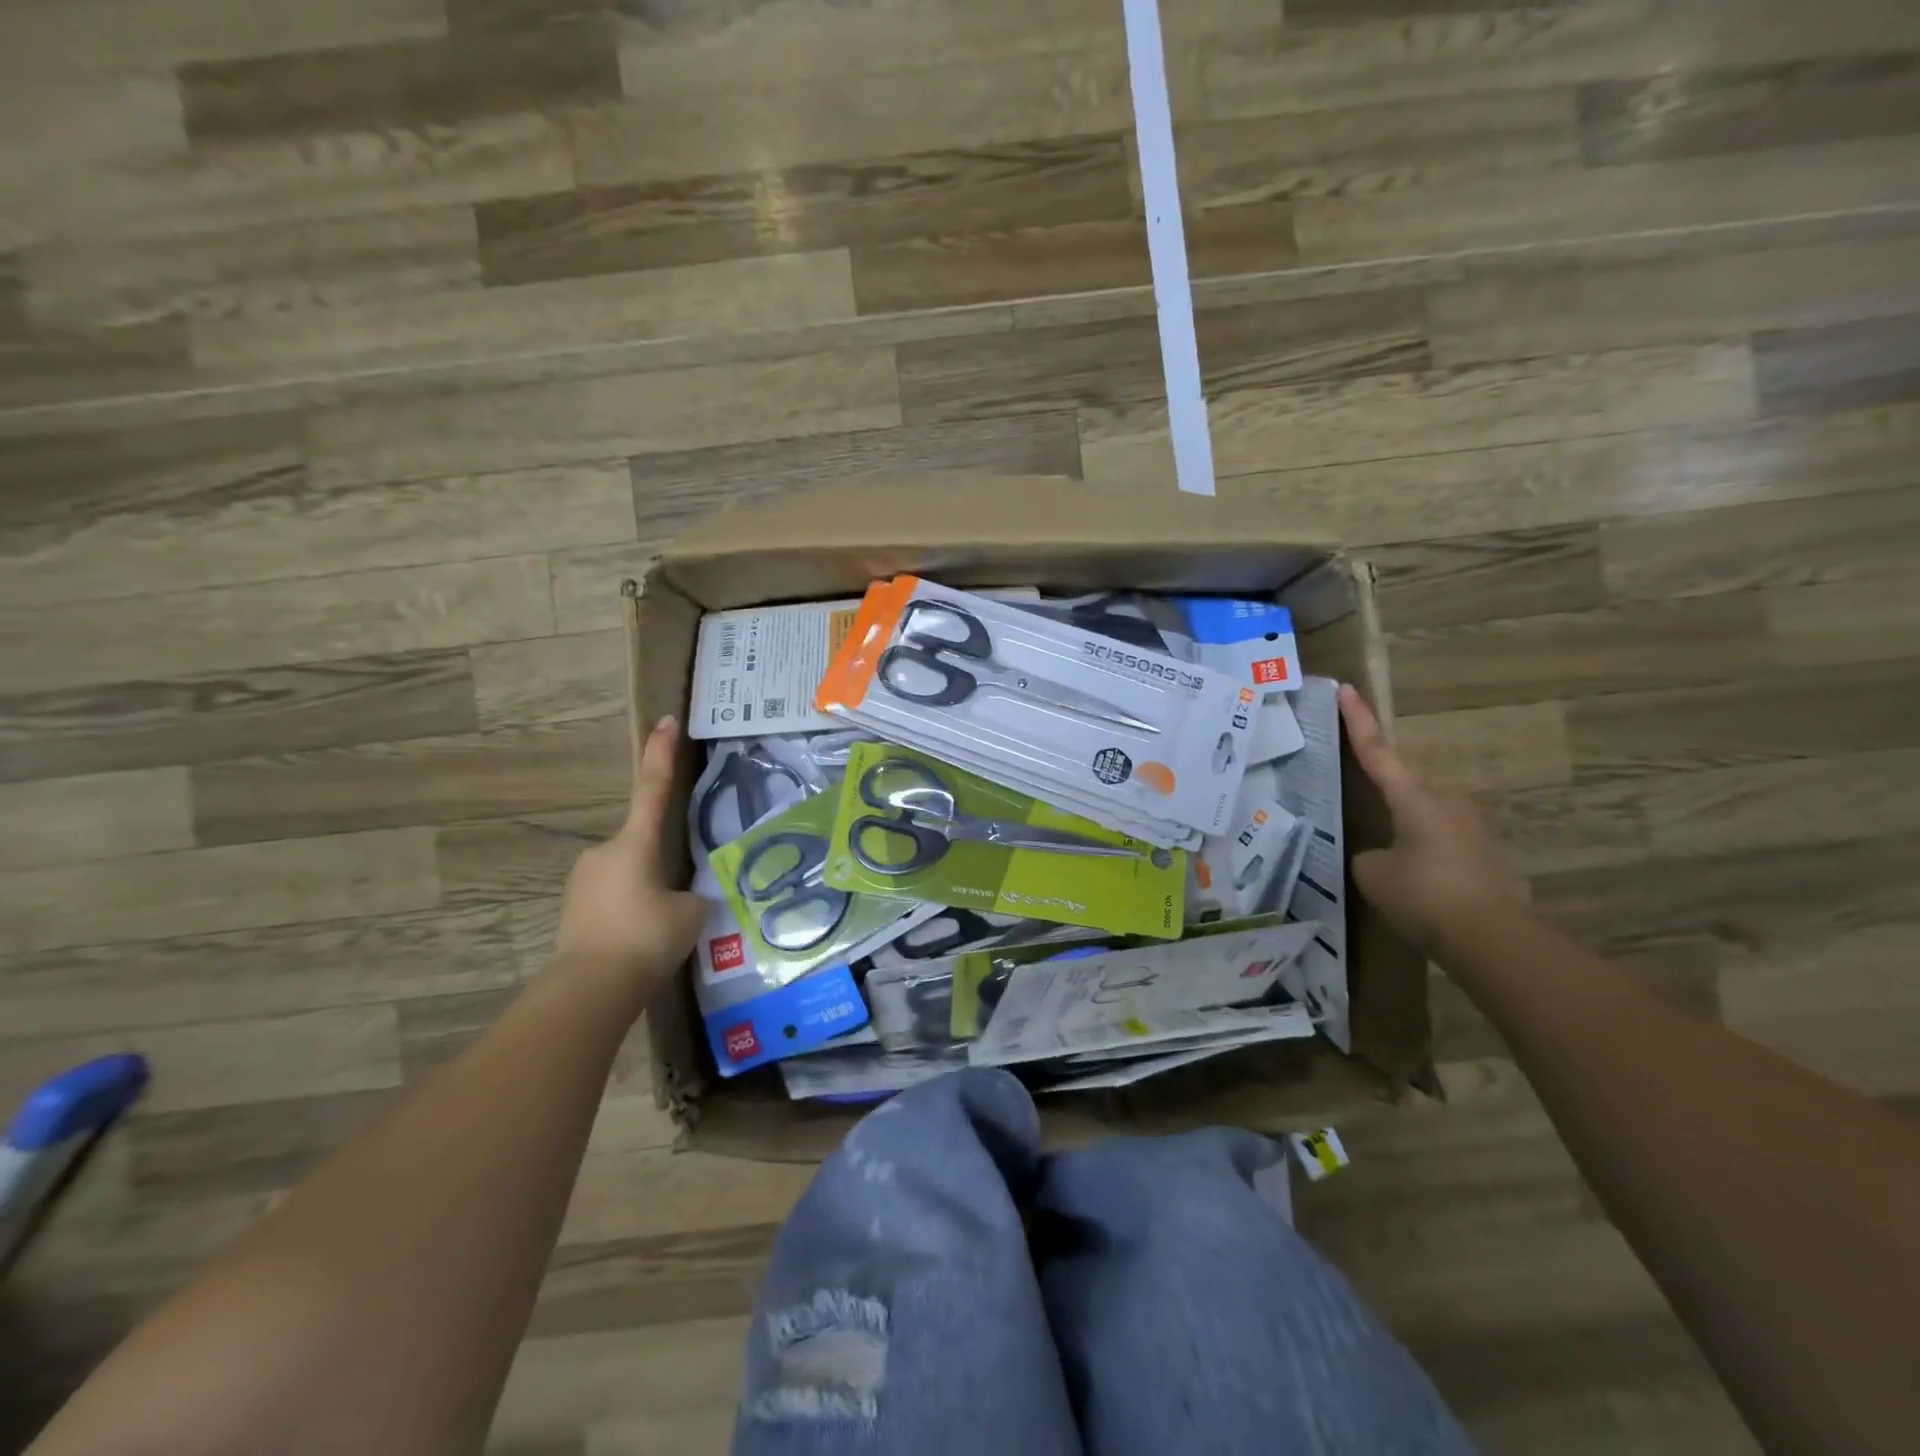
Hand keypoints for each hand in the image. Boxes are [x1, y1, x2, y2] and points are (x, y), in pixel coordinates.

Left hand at [553, 716, 707, 995]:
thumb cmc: (645, 938)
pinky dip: (630, 910)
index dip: (662, 754)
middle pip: (642, 843)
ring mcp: (584, 880)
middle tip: (678, 898)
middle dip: (661, 863)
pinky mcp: (574, 908)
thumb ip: (694, 893)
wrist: (590, 988)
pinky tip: (640, 941)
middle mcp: (604, 852)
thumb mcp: (690, 912)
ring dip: (646, 890)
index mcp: (636, 843)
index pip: (653, 788)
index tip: (666, 721)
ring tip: (661, 929)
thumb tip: (688, 893)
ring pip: (628, 873)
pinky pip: (613, 898)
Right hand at [1338, 685, 1520, 954]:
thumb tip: (1380, 856)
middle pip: (1402, 788)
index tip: (1346, 689)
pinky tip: (1406, 882)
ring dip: (1398, 830)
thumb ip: (1368, 854)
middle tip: (1354, 801)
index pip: (1377, 752)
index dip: (1358, 721)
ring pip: (1419, 819)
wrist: (1490, 939)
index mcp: (1413, 798)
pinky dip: (1416, 855)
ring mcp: (1467, 831)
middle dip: (1380, 793)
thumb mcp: (1373, 872)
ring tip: (1378, 859)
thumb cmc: (1423, 894)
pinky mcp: (1479, 859)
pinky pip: (1434, 845)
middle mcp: (1444, 804)